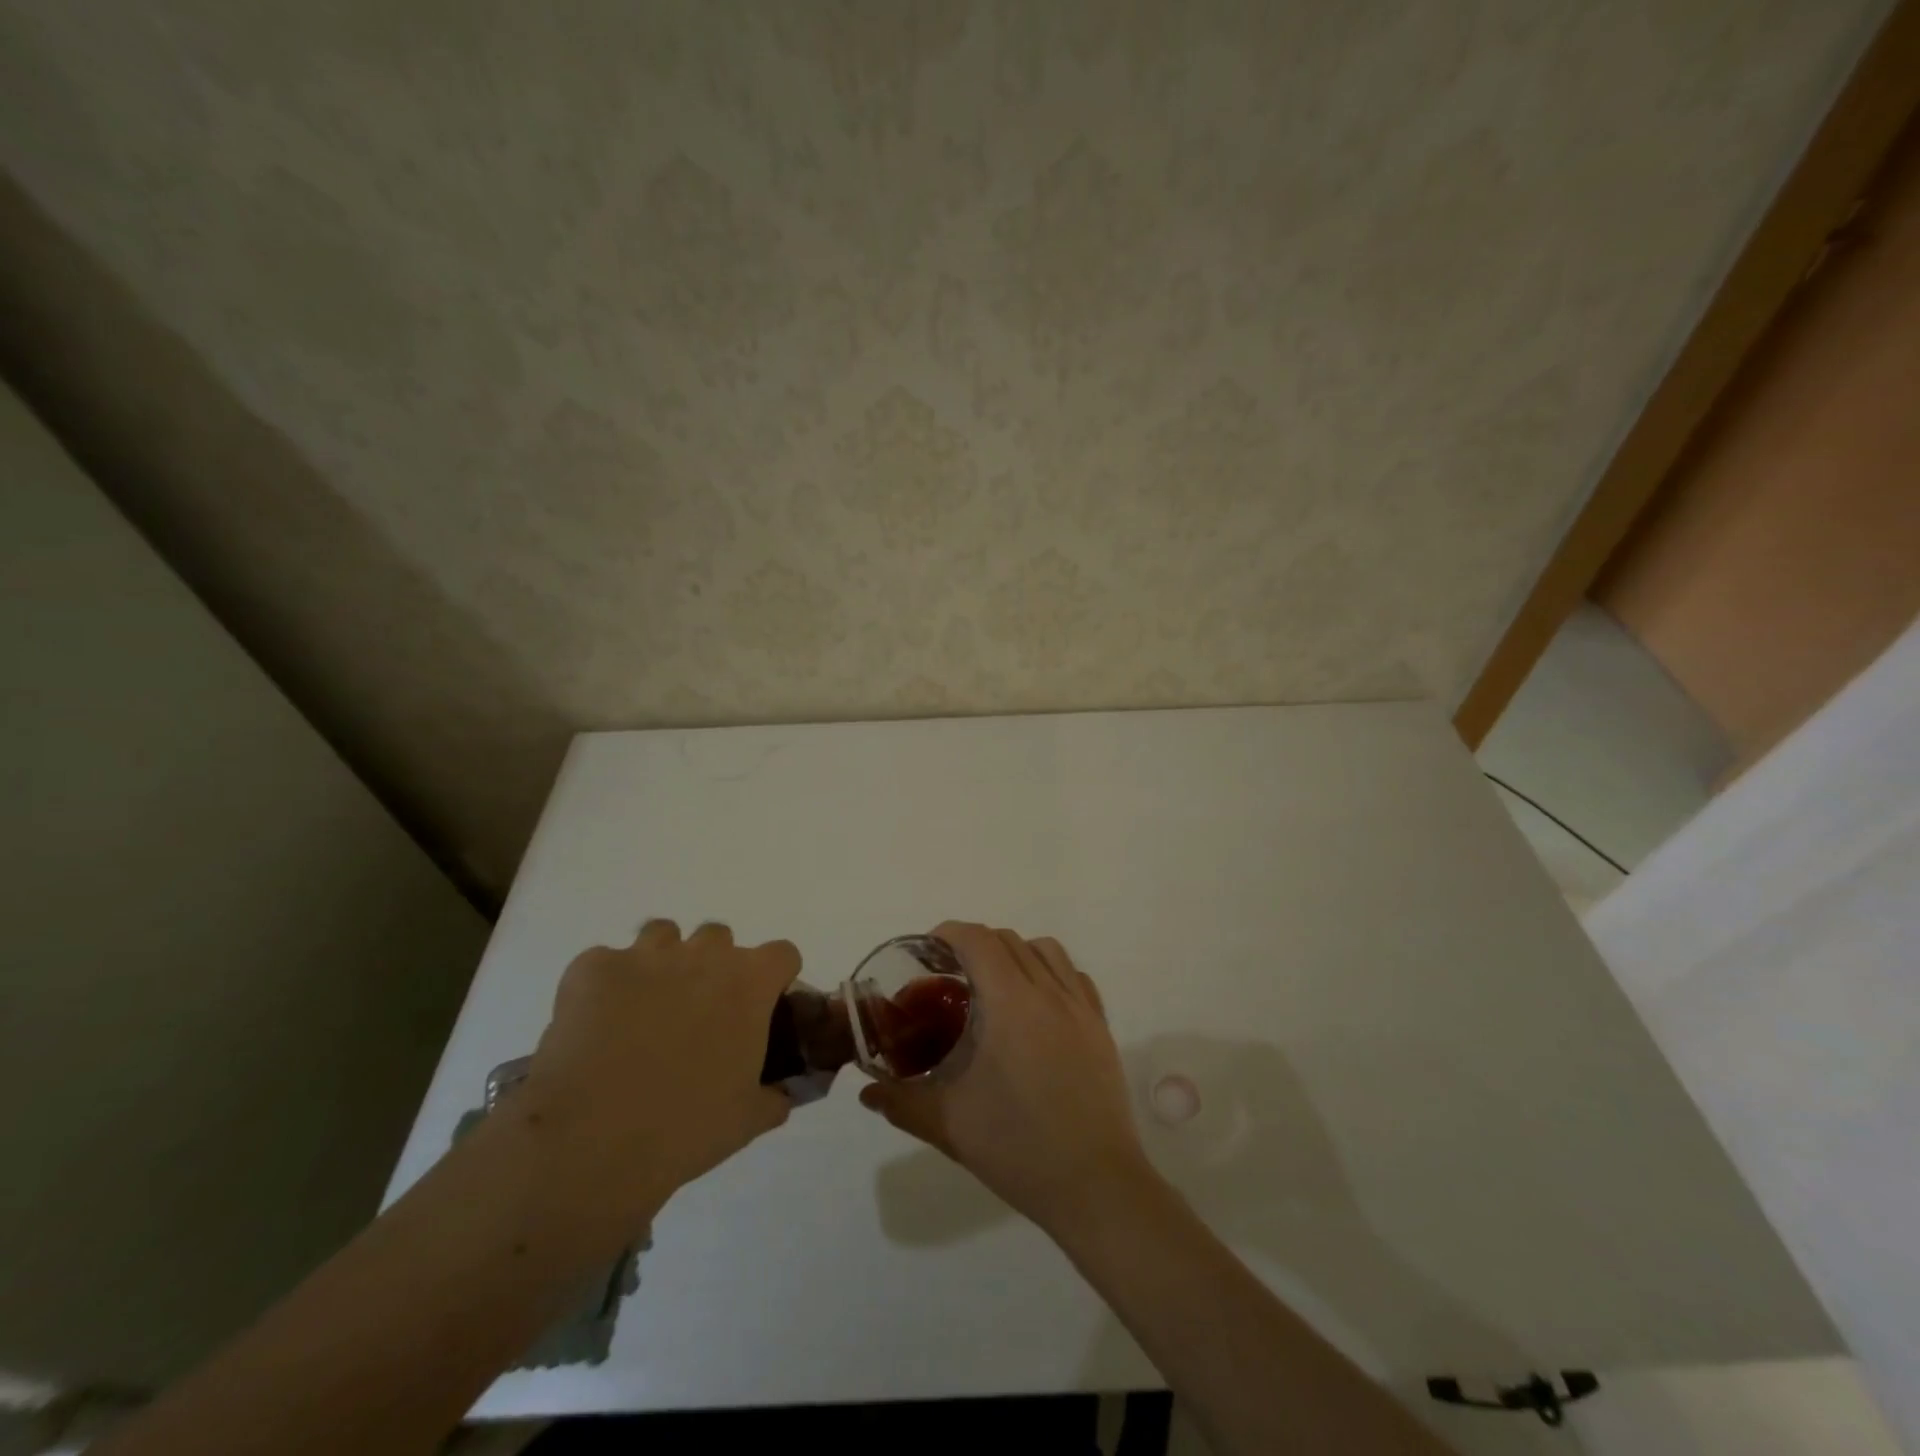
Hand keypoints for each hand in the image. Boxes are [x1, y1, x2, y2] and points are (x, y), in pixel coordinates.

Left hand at [510, 919, 799, 1254]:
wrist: (589, 1142)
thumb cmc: (685, 1129)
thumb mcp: (747, 1120)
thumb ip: (773, 1096)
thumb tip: (780, 1094)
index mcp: (749, 983)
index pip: (781, 954)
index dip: (773, 979)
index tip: (760, 1008)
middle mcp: (703, 954)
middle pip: (719, 938)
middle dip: (712, 968)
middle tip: (697, 1016)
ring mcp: (645, 955)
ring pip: (663, 935)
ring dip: (661, 963)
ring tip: (643, 1009)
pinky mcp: (592, 968)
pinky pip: (605, 962)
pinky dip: (605, 986)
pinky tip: (595, 1025)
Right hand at [860, 922, 1157, 1235]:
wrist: (1094, 1186)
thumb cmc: (1017, 1148)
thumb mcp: (948, 1124)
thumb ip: (901, 1102)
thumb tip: (867, 1092)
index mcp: (1010, 1002)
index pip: (978, 940)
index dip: (950, 933)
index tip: (928, 950)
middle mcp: (1048, 992)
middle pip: (1009, 940)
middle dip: (976, 944)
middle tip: (952, 974)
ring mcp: (1081, 1007)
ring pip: (1046, 950)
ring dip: (1016, 952)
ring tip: (995, 984)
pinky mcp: (1101, 1027)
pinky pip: (1075, 977)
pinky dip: (1051, 973)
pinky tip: (1037, 1005)